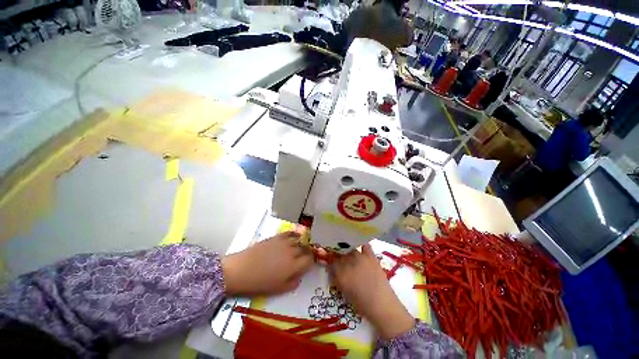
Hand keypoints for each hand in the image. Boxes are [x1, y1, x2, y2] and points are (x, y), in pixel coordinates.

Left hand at [221, 231, 313, 296]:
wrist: (240, 270)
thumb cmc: (259, 283)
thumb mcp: (278, 289)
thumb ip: (293, 282)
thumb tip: (299, 276)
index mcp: (294, 266)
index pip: (309, 260)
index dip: (311, 261)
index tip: (309, 264)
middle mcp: (292, 252)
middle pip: (305, 249)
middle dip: (307, 252)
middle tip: (305, 257)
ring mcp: (284, 243)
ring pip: (299, 240)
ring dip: (302, 244)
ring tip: (300, 247)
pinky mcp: (277, 237)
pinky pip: (290, 233)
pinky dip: (295, 234)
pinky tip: (296, 236)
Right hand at [329, 244, 414, 340]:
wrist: (383, 306)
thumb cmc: (361, 304)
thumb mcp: (344, 292)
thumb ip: (336, 278)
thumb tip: (330, 268)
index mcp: (340, 274)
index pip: (330, 262)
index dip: (329, 262)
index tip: (329, 263)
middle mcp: (349, 263)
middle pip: (339, 254)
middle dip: (337, 256)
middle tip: (339, 261)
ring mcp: (360, 258)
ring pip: (349, 249)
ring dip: (347, 252)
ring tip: (349, 257)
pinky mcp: (371, 256)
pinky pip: (364, 246)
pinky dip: (361, 247)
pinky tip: (360, 250)